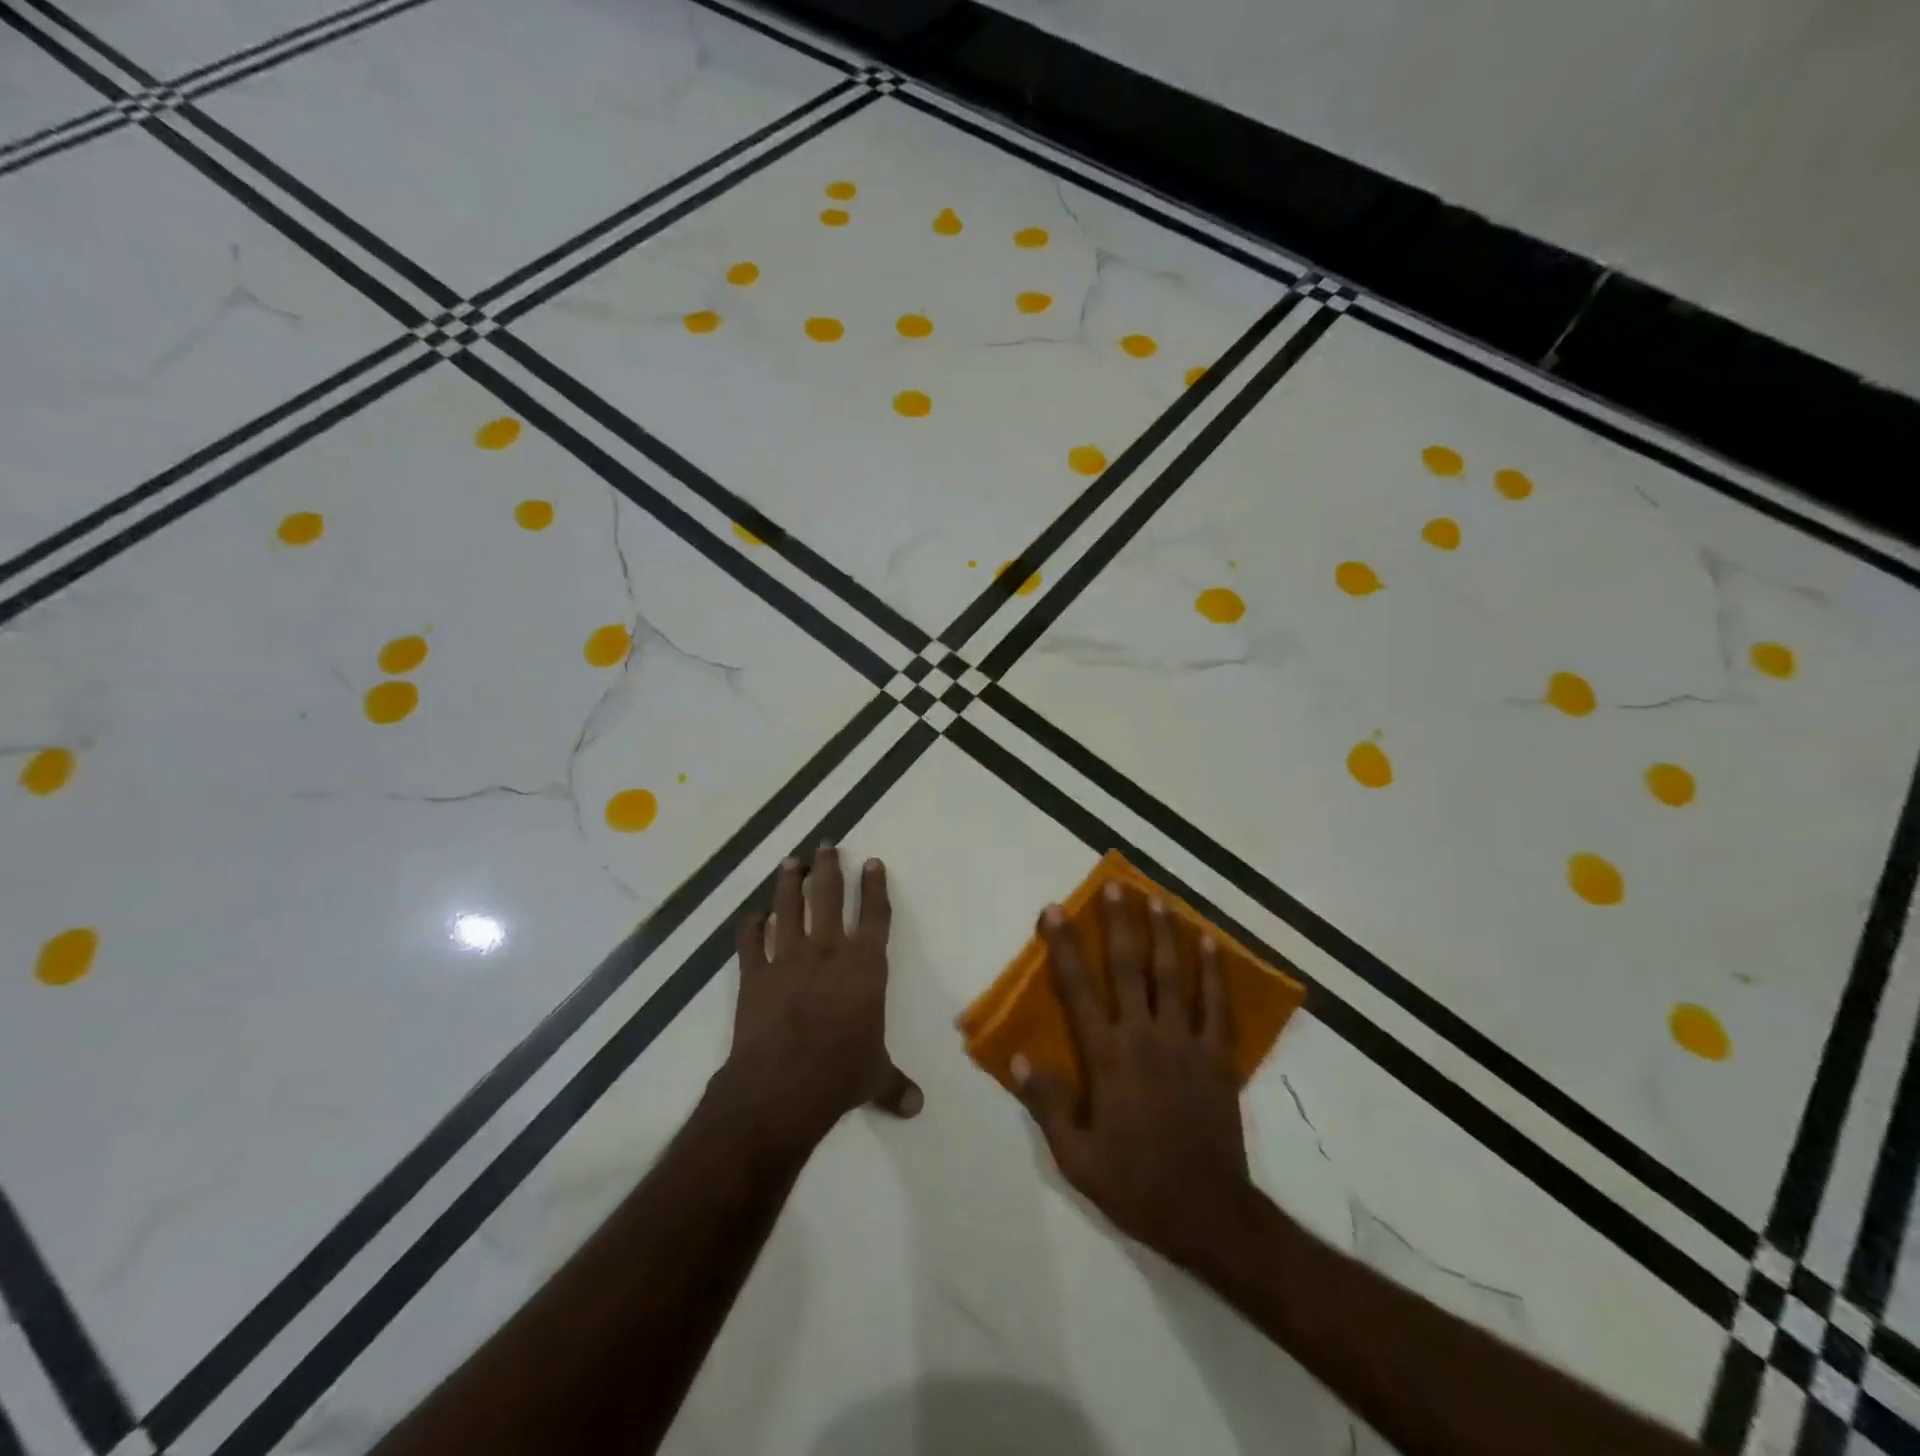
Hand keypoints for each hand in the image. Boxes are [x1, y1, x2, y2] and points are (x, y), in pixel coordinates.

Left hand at [720, 847, 921, 1148]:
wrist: (782, 1087)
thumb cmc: (840, 1075)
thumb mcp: (875, 1078)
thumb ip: (894, 1085)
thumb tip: (916, 1107)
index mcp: (864, 968)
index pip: (874, 916)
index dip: (874, 887)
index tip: (871, 862)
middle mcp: (827, 952)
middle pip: (828, 898)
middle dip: (829, 868)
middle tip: (826, 844)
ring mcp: (787, 960)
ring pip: (789, 909)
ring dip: (788, 883)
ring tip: (789, 862)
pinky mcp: (754, 975)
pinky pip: (749, 943)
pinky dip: (750, 927)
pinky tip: (752, 916)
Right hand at [1014, 884, 1251, 1266]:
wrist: (1209, 1214)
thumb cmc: (1135, 1184)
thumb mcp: (1076, 1157)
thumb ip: (1046, 1104)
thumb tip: (1017, 1057)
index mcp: (1107, 1058)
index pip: (1078, 990)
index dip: (1064, 947)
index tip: (1055, 911)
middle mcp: (1145, 1038)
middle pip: (1130, 969)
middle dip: (1119, 924)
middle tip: (1115, 886)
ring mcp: (1186, 1044)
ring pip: (1173, 976)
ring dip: (1164, 934)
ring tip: (1157, 899)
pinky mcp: (1217, 1057)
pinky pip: (1216, 1005)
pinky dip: (1213, 972)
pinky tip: (1210, 942)